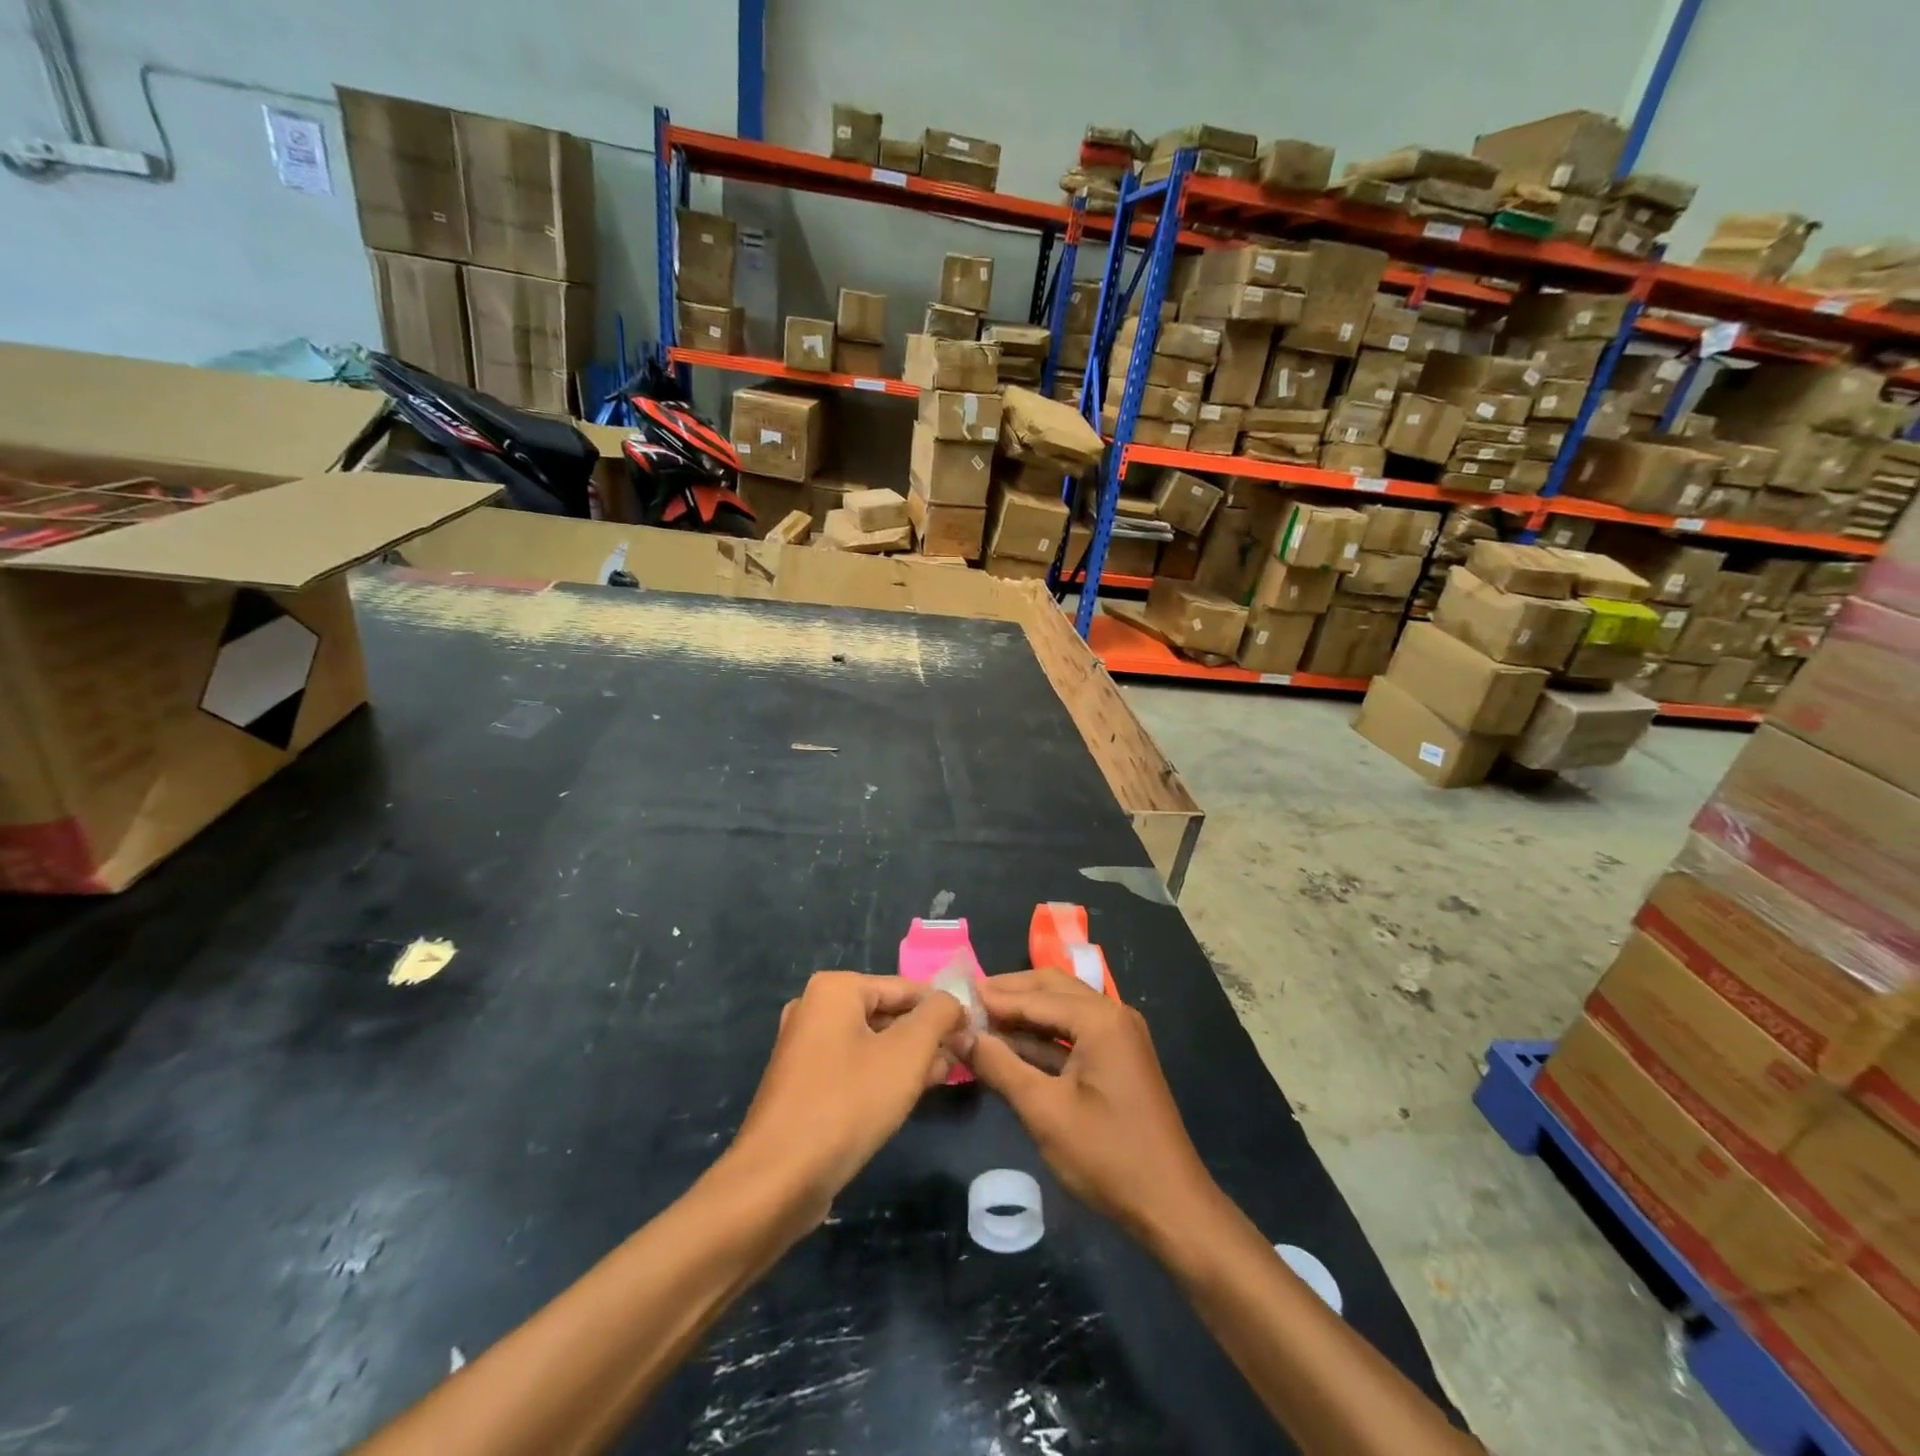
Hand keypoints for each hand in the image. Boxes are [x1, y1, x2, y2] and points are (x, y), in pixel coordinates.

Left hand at [726, 973, 966, 1227]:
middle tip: (961, 1060)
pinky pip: (853, 1066)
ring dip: (909, 1058)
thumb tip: (954, 1001)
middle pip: (887, 1013)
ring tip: (942, 1079)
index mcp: (835, 988)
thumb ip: (939, 1016)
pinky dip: (882, 1076)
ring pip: (872, 1042)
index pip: (905, 987)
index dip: (943, 1009)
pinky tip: (907, 1098)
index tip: (973, 1034)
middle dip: (926, 1036)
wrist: (778, 1180)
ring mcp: (804, 1047)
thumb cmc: (848, 1103)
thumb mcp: (908, 1053)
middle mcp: (815, 1008)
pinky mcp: (803, 1083)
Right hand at [959, 970, 1217, 1246]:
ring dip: (1023, 1015)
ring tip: (980, 1021)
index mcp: (1100, 1019)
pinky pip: (1072, 1034)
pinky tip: (1009, 1047)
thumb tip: (958, 1035)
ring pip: (1062, 1010)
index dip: (994, 996)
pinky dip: (1041, 1037)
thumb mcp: (1043, 1111)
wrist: (1171, 1207)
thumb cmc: (1107, 1156)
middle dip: (1009, 994)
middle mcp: (1113, 1015)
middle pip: (1052, 989)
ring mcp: (1118, 1037)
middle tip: (967, 1002)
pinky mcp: (1117, 1060)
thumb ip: (999, 1066)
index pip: (1036, 996)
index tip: (954, 993)